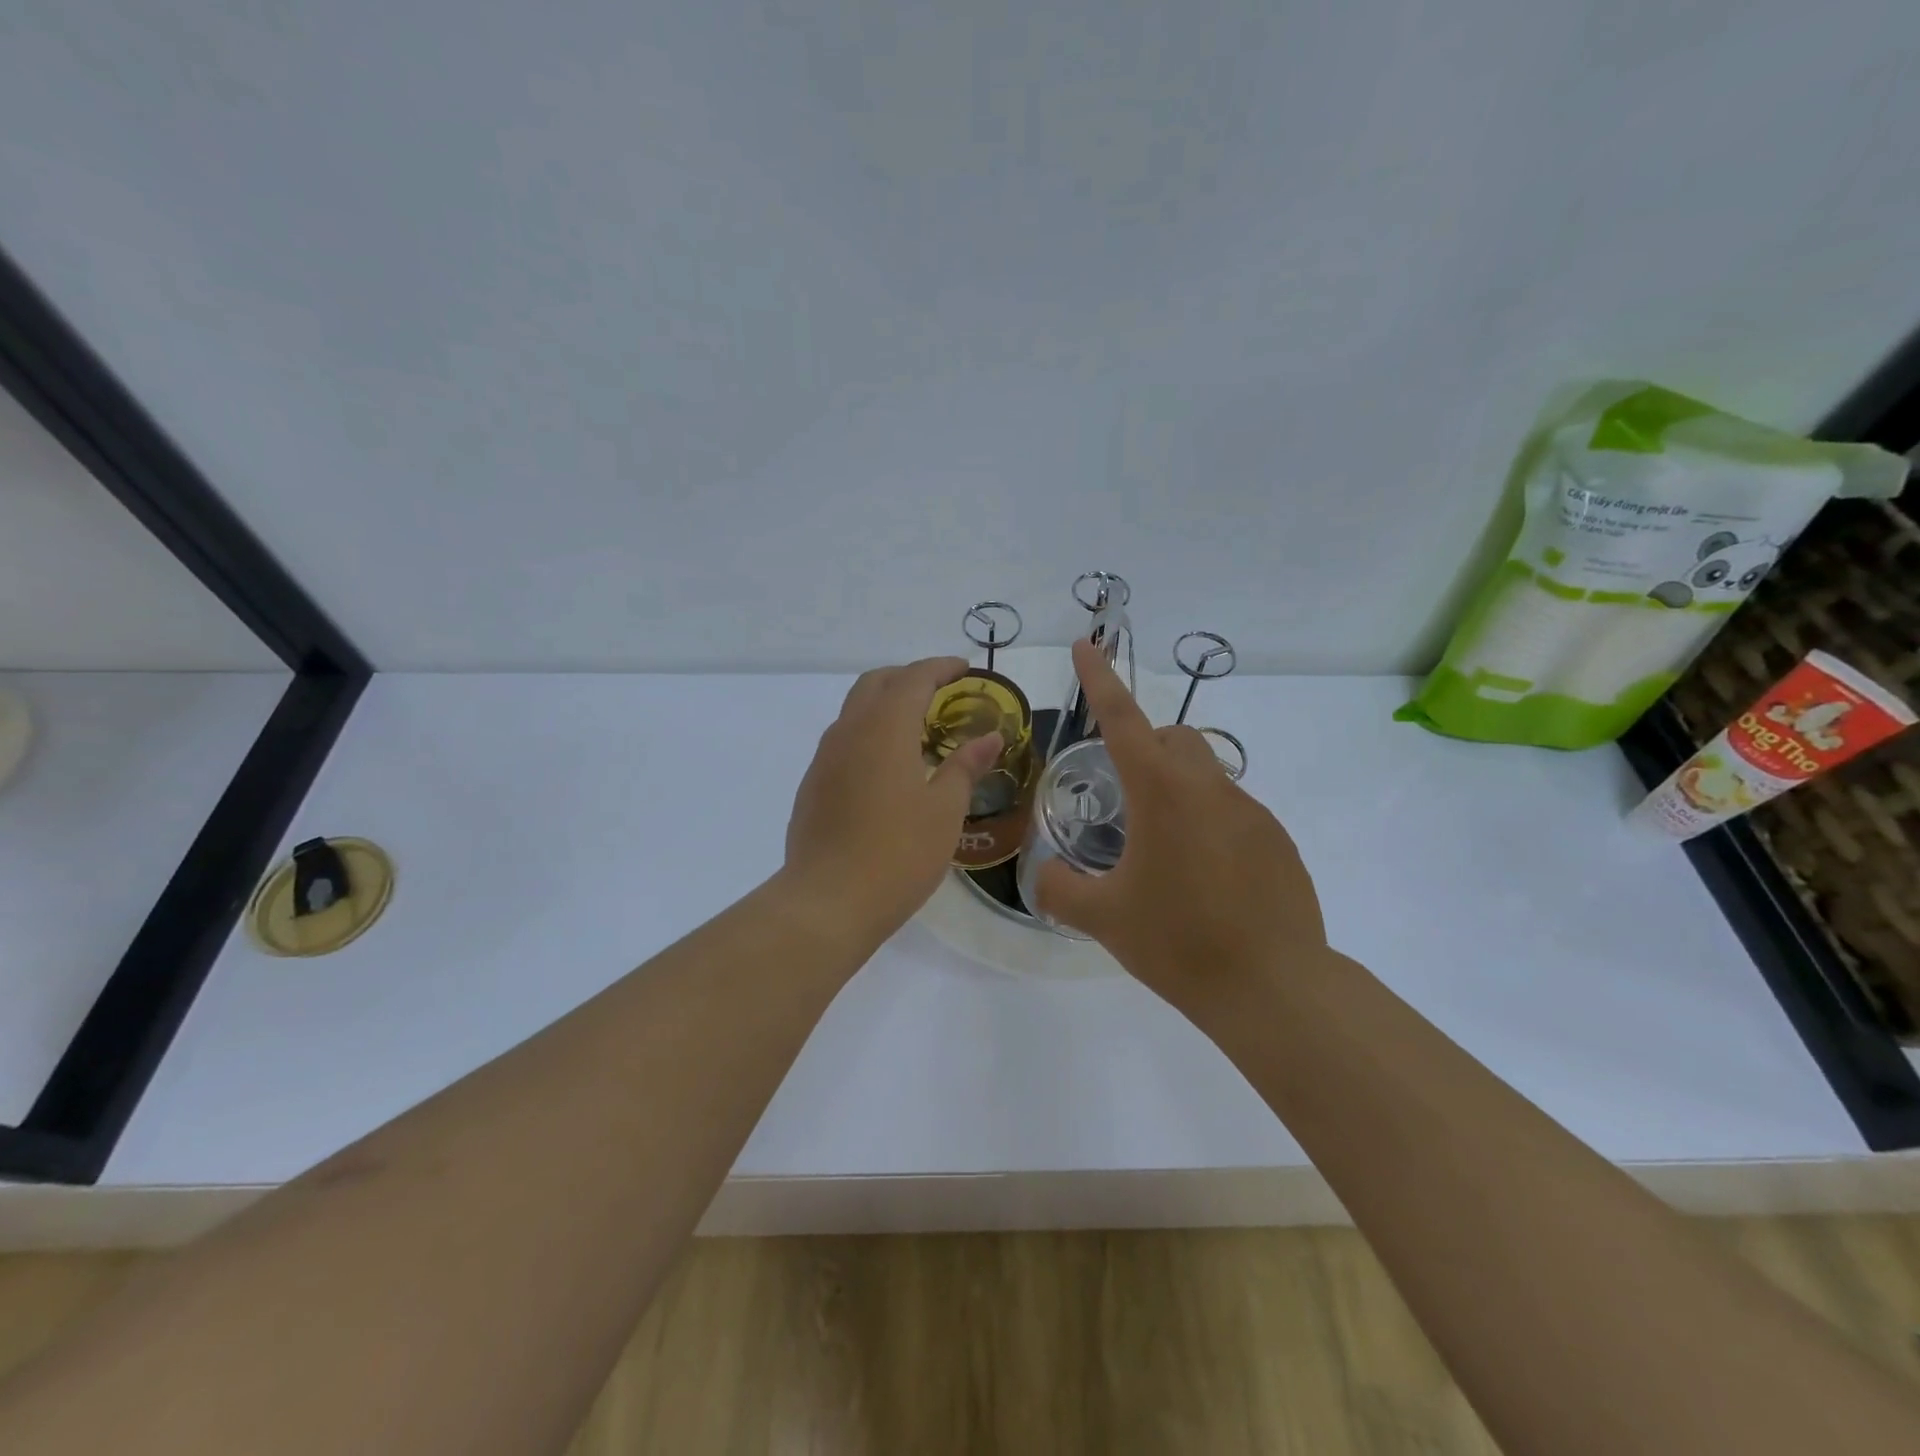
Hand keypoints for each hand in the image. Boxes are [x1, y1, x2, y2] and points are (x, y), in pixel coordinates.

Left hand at [783, 657, 1001, 941]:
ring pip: (854, 710)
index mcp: (884, 729)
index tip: (964, 669)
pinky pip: (843, 741)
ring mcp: (824, 759)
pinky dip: (869, 734)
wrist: (827, 902)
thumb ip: (965, 766)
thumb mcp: (944, 810)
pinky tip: (887, 767)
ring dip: (885, 705)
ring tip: (917, 729)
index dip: (940, 667)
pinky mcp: (813, 785)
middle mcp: (849, 732)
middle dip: (908, 677)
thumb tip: (989, 738)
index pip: (913, 678)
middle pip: (876, 683)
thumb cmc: (898, 854)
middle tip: (940, 692)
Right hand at [1034, 639, 1326, 1009]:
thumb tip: (1045, 876)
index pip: (1122, 719)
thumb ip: (1059, 888)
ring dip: (1178, 794)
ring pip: (1207, 777)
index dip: (1100, 679)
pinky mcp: (1279, 842)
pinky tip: (1205, 880)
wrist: (1272, 987)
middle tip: (1124, 796)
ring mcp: (1253, 812)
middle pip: (1176, 738)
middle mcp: (1210, 788)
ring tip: (1163, 855)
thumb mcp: (1102, 918)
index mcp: (1162, 792)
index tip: (1087, 644)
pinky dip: (1210, 826)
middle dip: (1147, 746)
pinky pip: (1234, 814)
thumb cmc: (1178, 942)